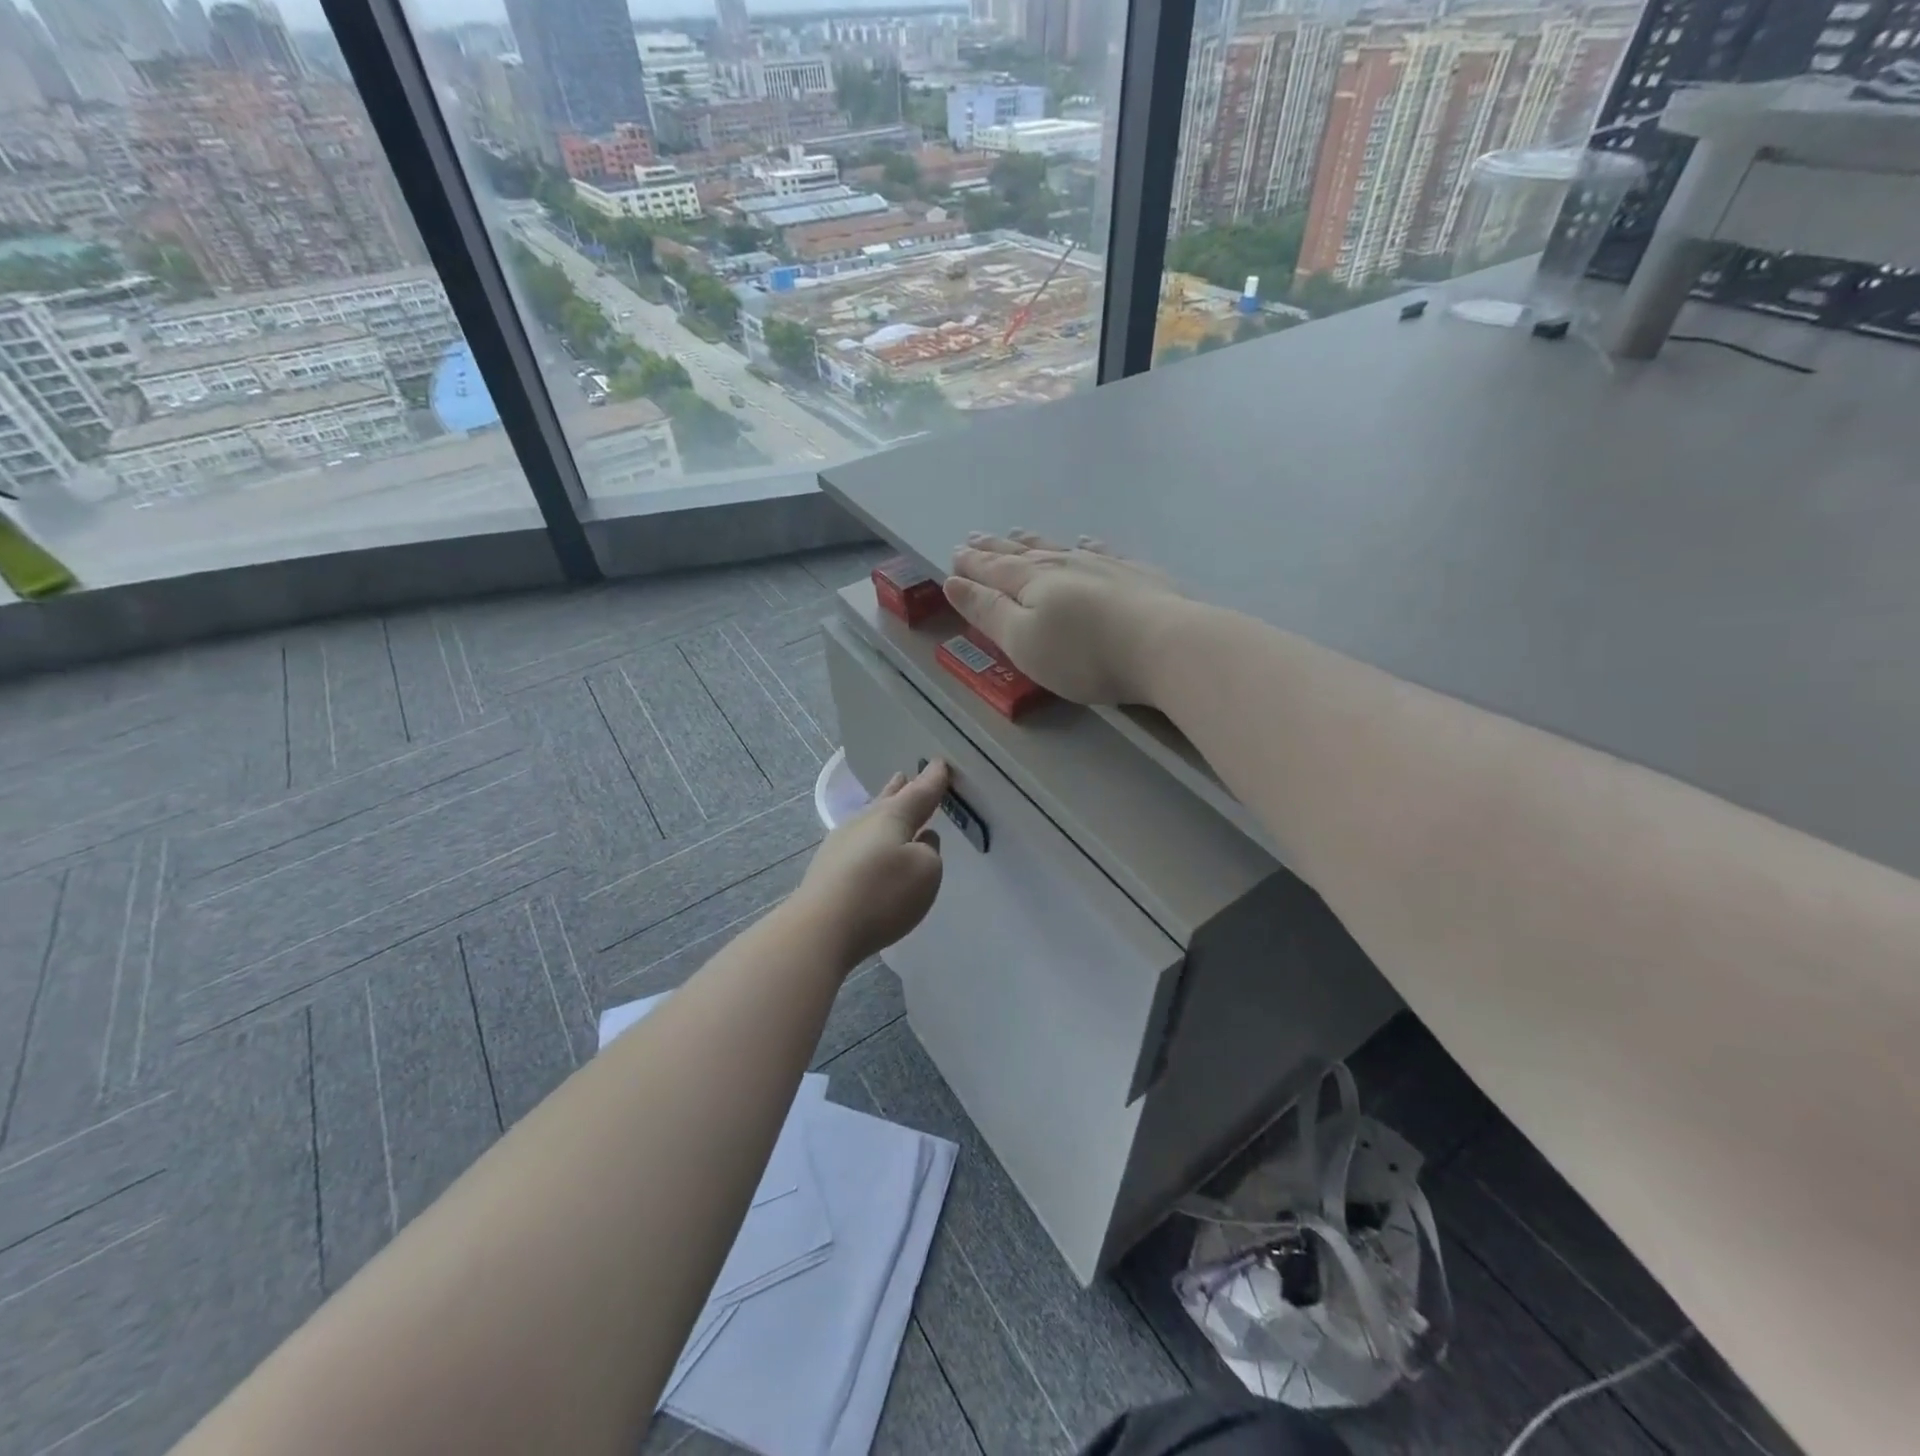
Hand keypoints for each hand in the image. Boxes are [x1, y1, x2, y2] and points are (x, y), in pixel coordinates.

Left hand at [795, 760, 948, 965]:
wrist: (821, 928)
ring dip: (883, 811)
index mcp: (892, 816)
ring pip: (870, 820)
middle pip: (887, 800)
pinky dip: (871, 838)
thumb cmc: (882, 893)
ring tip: (890, 802)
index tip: (941, 764)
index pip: (919, 792)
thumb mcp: (926, 871)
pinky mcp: (828, 870)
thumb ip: (929, 851)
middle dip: (900, 789)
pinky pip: (858, 843)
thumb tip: (919, 841)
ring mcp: (841, 844)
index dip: (933, 780)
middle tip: (905, 776)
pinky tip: (871, 847)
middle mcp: (864, 822)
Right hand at [945, 531, 1187, 705]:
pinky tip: (1085, 541)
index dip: (971, 564)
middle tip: (975, 537)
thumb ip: (987, 611)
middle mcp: (1063, 565)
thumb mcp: (1022, 640)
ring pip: (1059, 548)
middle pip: (1022, 554)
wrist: (1163, 645)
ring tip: (1018, 533)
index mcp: (1030, 583)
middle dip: (995, 548)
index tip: (954, 554)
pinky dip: (1087, 545)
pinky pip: (1102, 552)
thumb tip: (953, 581)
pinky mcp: (1136, 575)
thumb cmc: (1082, 654)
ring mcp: (1102, 565)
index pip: (992, 569)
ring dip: (1034, 542)